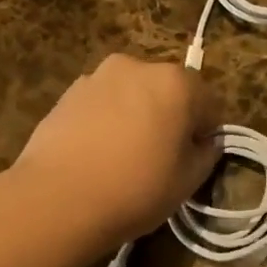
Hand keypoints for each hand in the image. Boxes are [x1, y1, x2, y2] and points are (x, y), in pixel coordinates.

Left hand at [13, 54, 222, 248]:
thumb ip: (206, 154)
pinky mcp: (67, 93)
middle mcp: (138, 67)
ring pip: (131, 95)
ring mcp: (98, 76)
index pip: (208, 104)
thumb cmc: (136, 188)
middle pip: (167, 91)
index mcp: (177, 82)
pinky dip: (105, 121)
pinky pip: (101, 104)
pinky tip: (96, 155)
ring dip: (135, 116)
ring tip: (123, 157)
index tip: (193, 159)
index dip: (205, 133)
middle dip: (169, 117)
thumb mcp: (188, 180)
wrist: (58, 199)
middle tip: (160, 157)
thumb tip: (205, 143)